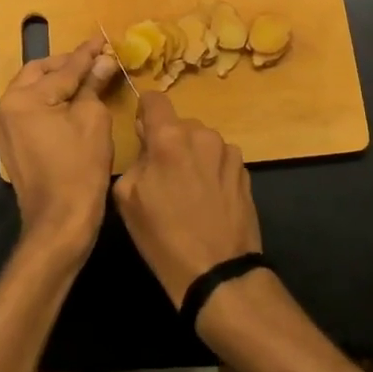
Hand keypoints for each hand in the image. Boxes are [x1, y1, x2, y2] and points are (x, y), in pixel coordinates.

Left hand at [0, 36, 119, 261]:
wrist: (59, 223)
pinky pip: (27, 112)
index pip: (62, 70)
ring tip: (84, 78)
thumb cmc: (80, 169)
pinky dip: (47, 102)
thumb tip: (103, 61)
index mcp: (23, 99)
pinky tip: (68, 102)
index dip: (86, 55)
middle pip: (38, 74)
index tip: (102, 40)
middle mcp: (4, 108)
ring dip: (55, 82)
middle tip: (93, 59)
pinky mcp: (7, 145)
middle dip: (66, 65)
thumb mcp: (93, 120)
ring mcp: (1, 128)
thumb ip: (93, 85)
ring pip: (30, 91)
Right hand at [114, 90, 261, 307]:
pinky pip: (220, 158)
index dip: (145, 112)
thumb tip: (146, 142)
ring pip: (201, 141)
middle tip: (163, 174)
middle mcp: (201, 134)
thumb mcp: (128, 198)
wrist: (217, 272)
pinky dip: (212, 169)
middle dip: (169, 141)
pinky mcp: (244, 170)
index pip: (154, 99)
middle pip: (179, 124)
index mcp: (168, 138)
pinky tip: (209, 199)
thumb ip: (135, 159)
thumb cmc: (163, 237)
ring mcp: (227, 152)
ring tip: (189, 190)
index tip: (142, 132)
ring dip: (193, 155)